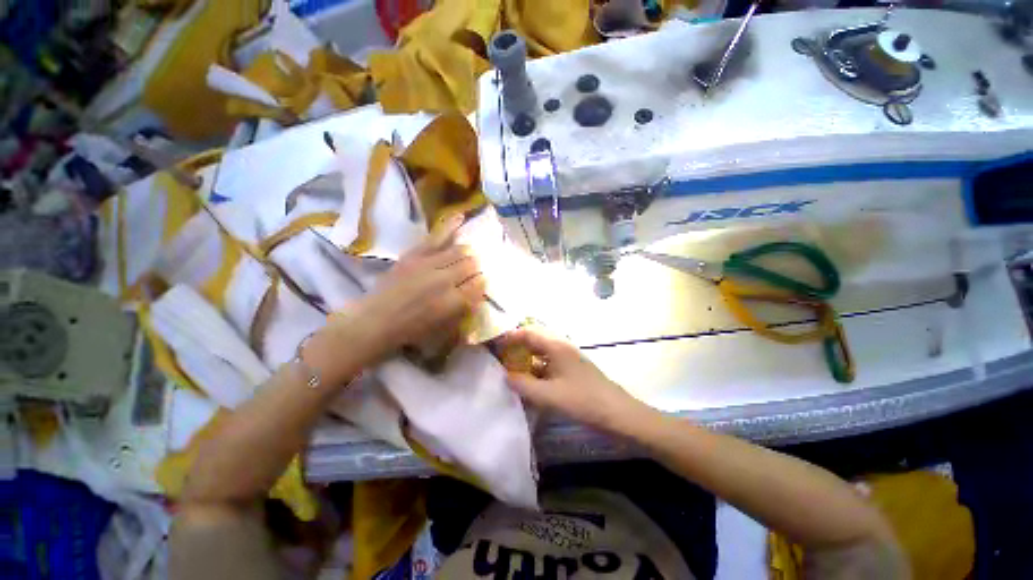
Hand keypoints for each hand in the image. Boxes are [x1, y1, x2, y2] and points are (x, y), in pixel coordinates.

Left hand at [355, 216, 485, 354]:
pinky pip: (437, 237)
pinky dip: (450, 226)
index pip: (479, 285)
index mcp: (454, 302)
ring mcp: (430, 264)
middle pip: (472, 266)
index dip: (481, 284)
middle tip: (472, 273)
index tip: (479, 285)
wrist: (377, 320)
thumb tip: (478, 294)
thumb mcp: (445, 329)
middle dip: (475, 269)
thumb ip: (465, 310)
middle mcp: (446, 280)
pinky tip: (461, 217)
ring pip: (459, 251)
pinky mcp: (415, 255)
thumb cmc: (413, 330)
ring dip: (466, 254)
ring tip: (466, 256)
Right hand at [501, 325, 637, 429]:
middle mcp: (561, 347)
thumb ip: (524, 385)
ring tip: (508, 370)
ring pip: (540, 354)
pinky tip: (528, 382)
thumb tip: (505, 376)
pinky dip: (535, 370)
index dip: (509, 336)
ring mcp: (567, 359)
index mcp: (556, 346)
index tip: (493, 344)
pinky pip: (547, 365)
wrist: (618, 413)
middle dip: (515, 348)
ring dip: (525, 360)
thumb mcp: (549, 395)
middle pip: (533, 341)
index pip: (528, 333)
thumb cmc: (583, 400)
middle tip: (498, 358)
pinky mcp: (570, 370)